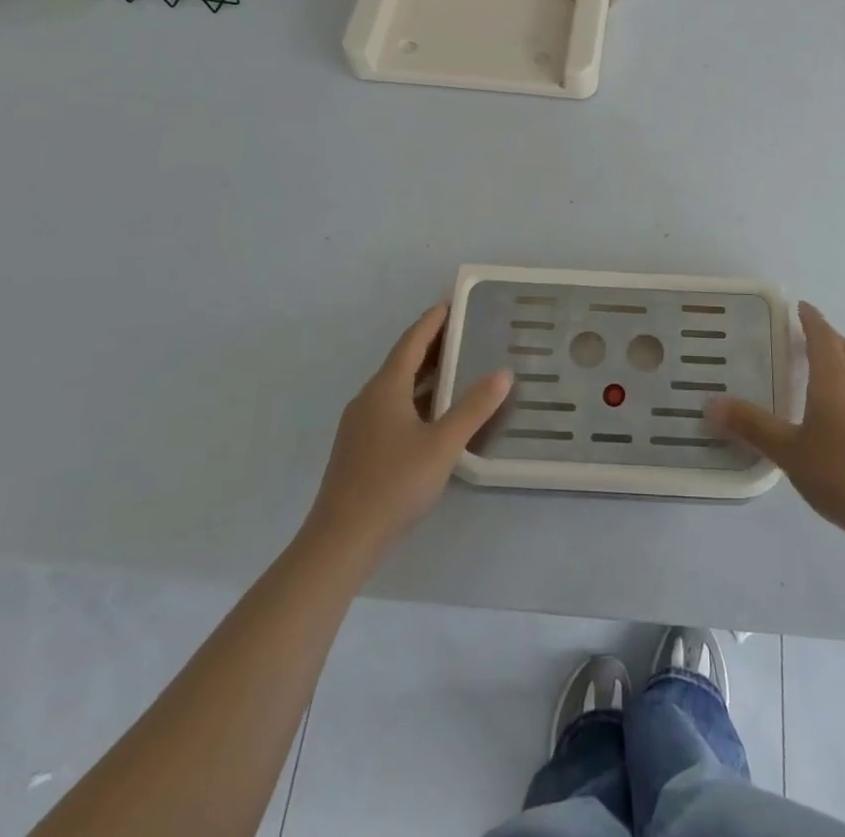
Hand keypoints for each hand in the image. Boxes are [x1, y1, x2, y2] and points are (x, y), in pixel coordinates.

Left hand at [304, 304, 512, 561]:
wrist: (341, 540)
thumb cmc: (394, 484)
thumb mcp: (443, 445)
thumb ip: (474, 408)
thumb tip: (503, 372)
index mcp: (386, 388)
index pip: (411, 341)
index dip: (432, 321)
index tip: (452, 303)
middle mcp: (369, 398)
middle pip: (402, 361)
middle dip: (432, 344)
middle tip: (465, 332)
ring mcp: (360, 424)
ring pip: (397, 387)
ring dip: (425, 373)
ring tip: (458, 367)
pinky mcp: (360, 448)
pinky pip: (392, 407)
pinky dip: (416, 397)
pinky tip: (435, 413)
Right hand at [709, 301, 844, 550]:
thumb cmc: (843, 475)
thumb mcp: (790, 453)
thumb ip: (752, 427)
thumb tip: (711, 404)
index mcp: (833, 381)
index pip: (822, 337)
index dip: (811, 319)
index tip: (799, 306)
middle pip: (841, 348)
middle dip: (823, 334)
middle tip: (801, 330)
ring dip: (836, 357)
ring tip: (815, 362)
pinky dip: (844, 381)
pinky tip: (835, 406)